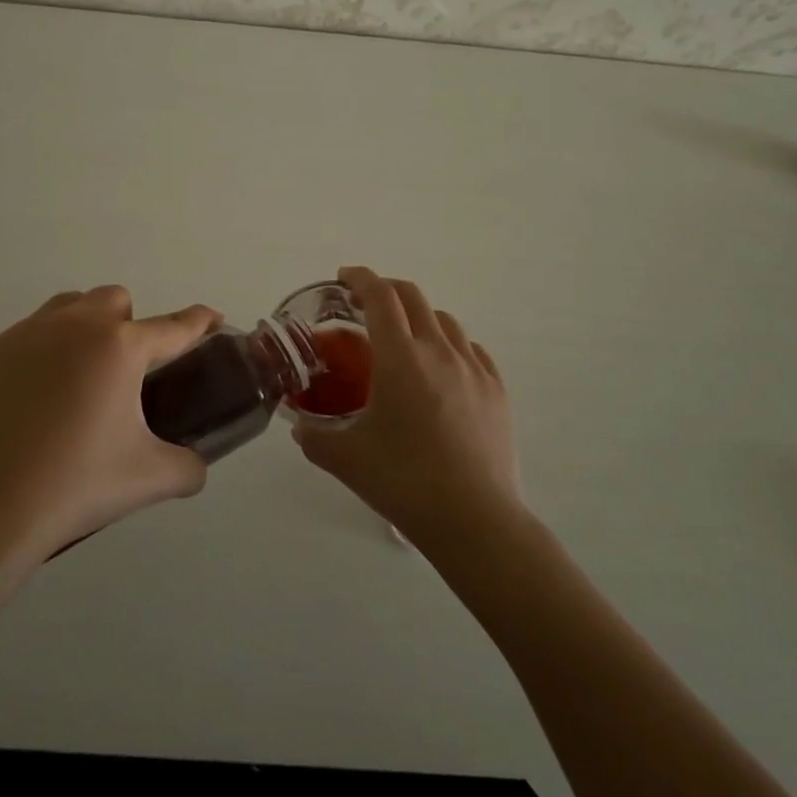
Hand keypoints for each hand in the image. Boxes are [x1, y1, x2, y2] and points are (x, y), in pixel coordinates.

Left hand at [0, 286, 219, 570]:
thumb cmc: (77, 486)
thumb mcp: (151, 479)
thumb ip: (189, 466)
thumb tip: (196, 465)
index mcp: (119, 347)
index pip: (173, 326)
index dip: (199, 321)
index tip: (212, 319)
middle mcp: (72, 325)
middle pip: (114, 299)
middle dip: (130, 324)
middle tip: (127, 374)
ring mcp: (22, 335)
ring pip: (66, 308)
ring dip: (83, 328)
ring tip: (80, 380)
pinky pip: (23, 339)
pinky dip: (38, 358)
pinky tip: (32, 404)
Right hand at [293, 266, 522, 551]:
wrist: (474, 519)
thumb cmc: (404, 482)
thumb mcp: (345, 459)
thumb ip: (314, 437)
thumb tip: (299, 428)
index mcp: (400, 358)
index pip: (380, 296)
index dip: (360, 278)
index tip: (344, 277)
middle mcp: (439, 351)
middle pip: (413, 297)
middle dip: (386, 290)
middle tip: (365, 305)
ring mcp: (473, 368)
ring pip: (445, 320)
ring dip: (418, 317)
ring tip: (403, 340)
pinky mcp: (496, 390)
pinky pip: (471, 349)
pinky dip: (449, 344)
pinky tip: (442, 369)